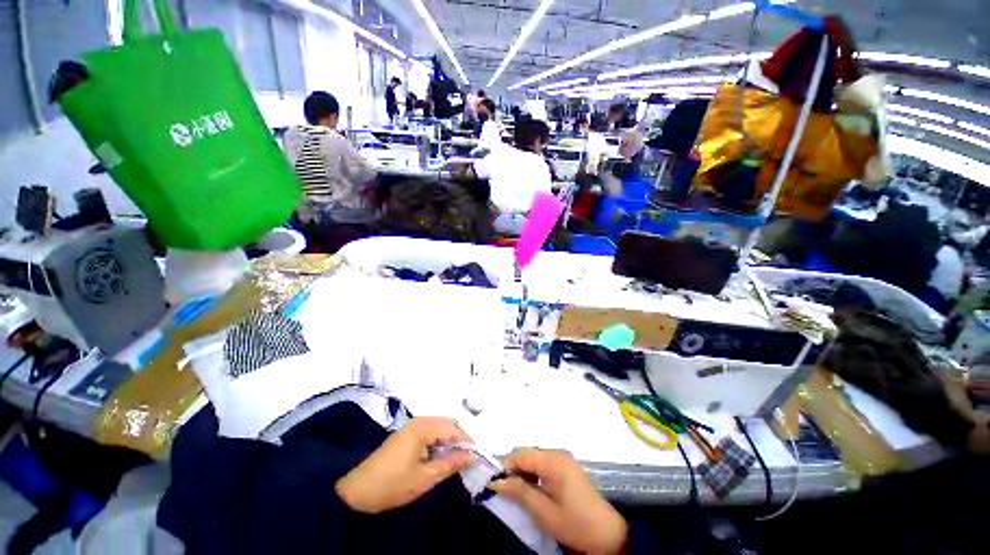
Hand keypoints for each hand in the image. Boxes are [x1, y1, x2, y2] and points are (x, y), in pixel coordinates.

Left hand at [335, 417, 473, 512]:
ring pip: (439, 430)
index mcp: (422, 427)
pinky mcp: (406, 436)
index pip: (453, 428)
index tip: (477, 456)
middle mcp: (418, 421)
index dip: (467, 441)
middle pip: (447, 425)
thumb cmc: (392, 484)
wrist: (356, 492)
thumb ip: (450, 464)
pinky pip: (429, 435)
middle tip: (467, 459)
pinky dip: (438, 445)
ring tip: (456, 460)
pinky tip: (440, 458)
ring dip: (449, 443)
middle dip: (459, 440)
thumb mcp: (425, 477)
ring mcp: (411, 428)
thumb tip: (472, 456)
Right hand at [489, 449, 627, 554]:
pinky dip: (535, 474)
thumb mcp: (543, 511)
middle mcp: (557, 453)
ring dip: (524, 472)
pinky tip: (536, 491)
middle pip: (527, 453)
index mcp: (552, 460)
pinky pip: (544, 463)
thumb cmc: (574, 523)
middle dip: (515, 469)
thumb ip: (519, 492)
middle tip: (509, 492)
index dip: (506, 467)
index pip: (520, 453)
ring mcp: (564, 459)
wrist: (608, 535)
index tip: (499, 487)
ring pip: (535, 458)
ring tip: (521, 494)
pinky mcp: (567, 467)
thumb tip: (495, 481)